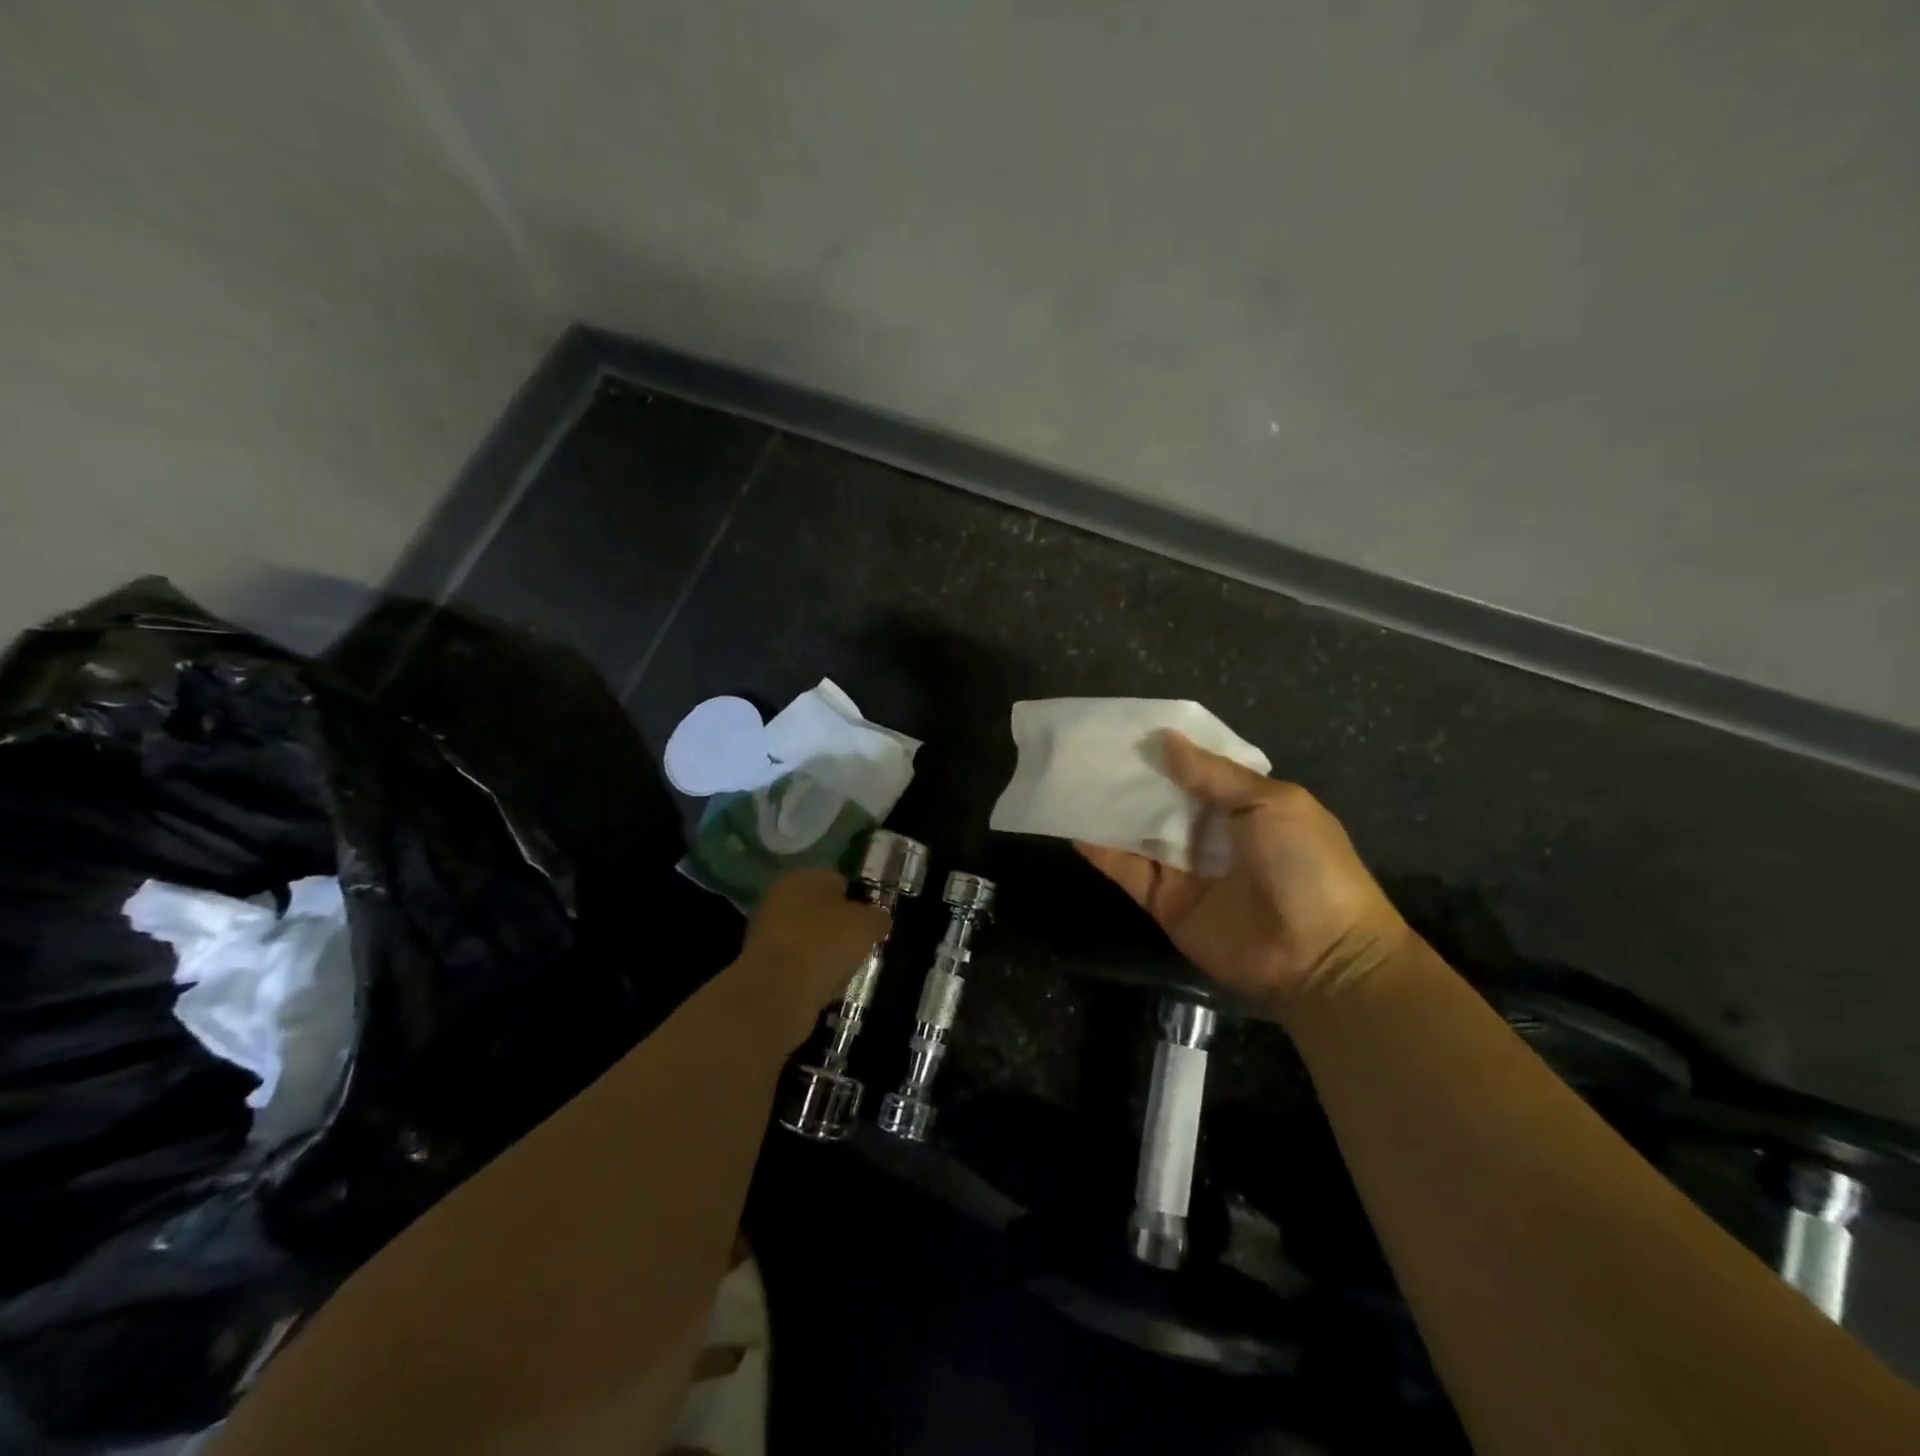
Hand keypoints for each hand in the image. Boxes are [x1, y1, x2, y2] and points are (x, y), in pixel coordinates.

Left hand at [736, 868, 889, 1048]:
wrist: (776, 994)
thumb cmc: (825, 945)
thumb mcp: (867, 925)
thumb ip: (878, 916)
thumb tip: (878, 918)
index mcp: (803, 876)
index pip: (838, 880)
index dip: (859, 900)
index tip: (871, 923)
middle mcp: (779, 896)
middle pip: (820, 908)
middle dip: (839, 925)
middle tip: (859, 946)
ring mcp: (765, 929)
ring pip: (807, 936)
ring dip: (824, 950)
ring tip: (843, 969)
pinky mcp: (760, 963)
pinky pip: (796, 961)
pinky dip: (809, 971)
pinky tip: (823, 985)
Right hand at [1076, 732, 1409, 1015]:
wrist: (1318, 957)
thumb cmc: (1306, 866)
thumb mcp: (1272, 804)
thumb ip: (1215, 774)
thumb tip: (1163, 739)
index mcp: (1245, 805)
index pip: (1197, 769)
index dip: (1167, 748)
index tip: (1126, 725)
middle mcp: (1211, 832)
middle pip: (1162, 797)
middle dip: (1130, 774)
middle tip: (1087, 747)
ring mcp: (1186, 868)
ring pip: (1139, 830)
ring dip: (1110, 808)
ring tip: (1071, 777)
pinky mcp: (1164, 902)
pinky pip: (1128, 870)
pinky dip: (1102, 850)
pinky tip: (1074, 825)